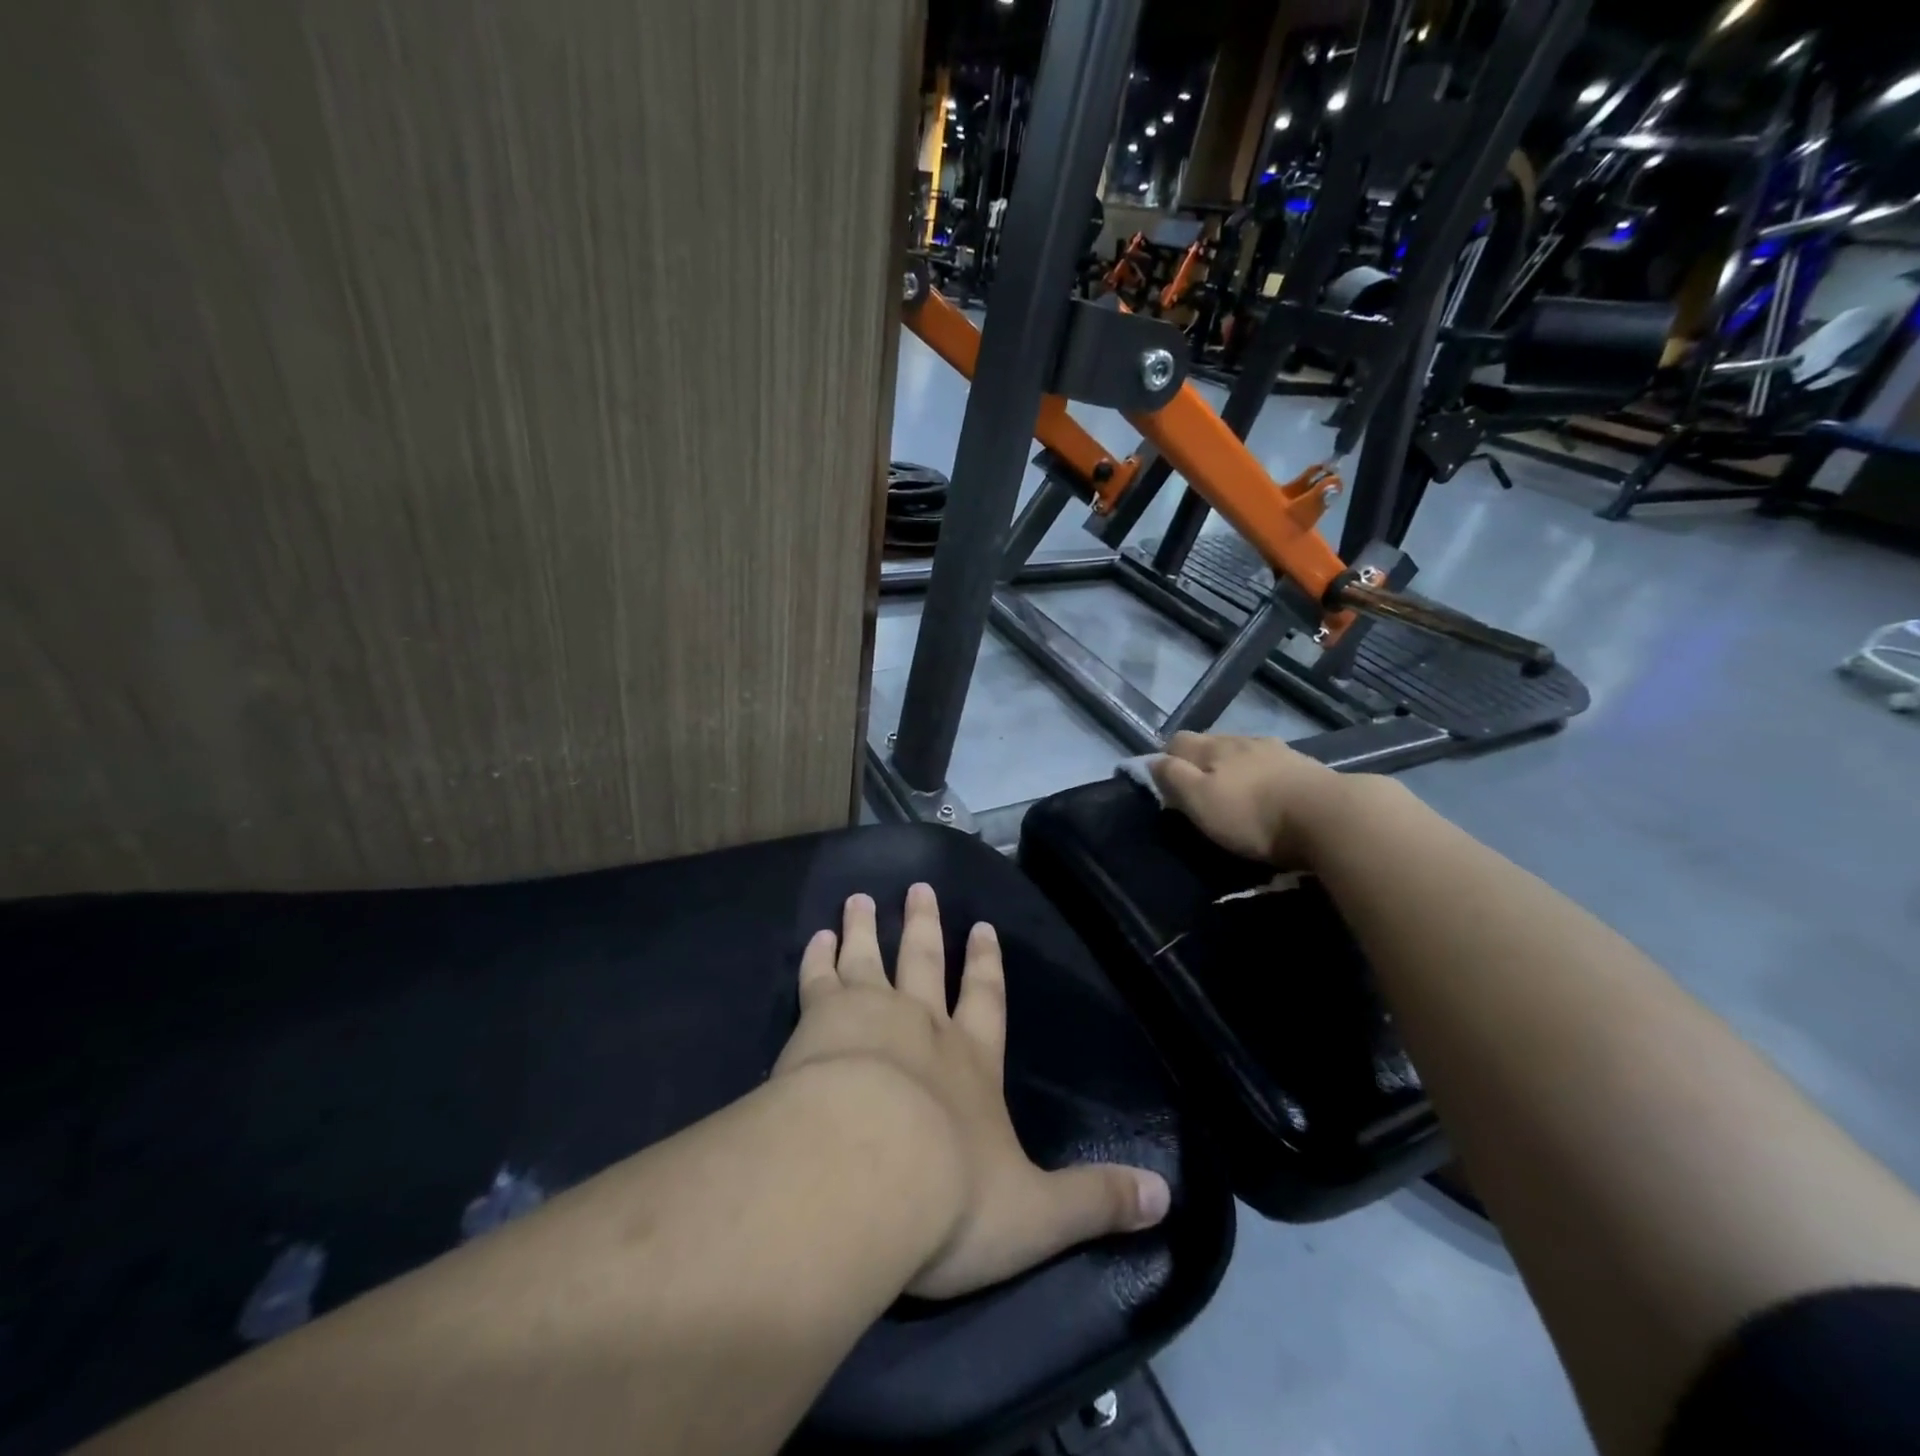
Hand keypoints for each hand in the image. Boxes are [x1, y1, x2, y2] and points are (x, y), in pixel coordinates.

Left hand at [773, 884, 1170, 1299]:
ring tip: (860, 898)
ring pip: (869, 958)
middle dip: (925, 926)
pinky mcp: (818, 1021)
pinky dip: (818, 955)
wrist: (865, 1174)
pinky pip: (818, 978)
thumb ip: (1096, 1202)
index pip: (986, 1000)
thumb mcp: (1036, 1214)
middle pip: (924, 962)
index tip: (982, 926)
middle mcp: (923, 1026)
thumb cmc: (951, 1197)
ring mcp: (868, 1016)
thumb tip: (1165, 1199)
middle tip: (919, 887)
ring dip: (867, 928)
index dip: (987, 964)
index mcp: (972, 1061)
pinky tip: (816, 937)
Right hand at [1150, 731, 1346, 865]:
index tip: (1167, 785)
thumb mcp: (1200, 801)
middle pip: (1212, 744)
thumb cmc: (1254, 815)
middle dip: (1202, 763)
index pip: (1178, 741)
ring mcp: (1279, 751)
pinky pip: (1274, 765)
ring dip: (1236, 768)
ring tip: (1237, 793)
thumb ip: (1173, 778)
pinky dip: (1265, 777)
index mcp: (1214, 748)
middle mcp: (1244, 741)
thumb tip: (1153, 761)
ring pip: (1245, 752)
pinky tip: (1271, 794)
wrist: (1331, 818)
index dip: (1167, 759)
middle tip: (1200, 793)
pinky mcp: (1307, 768)